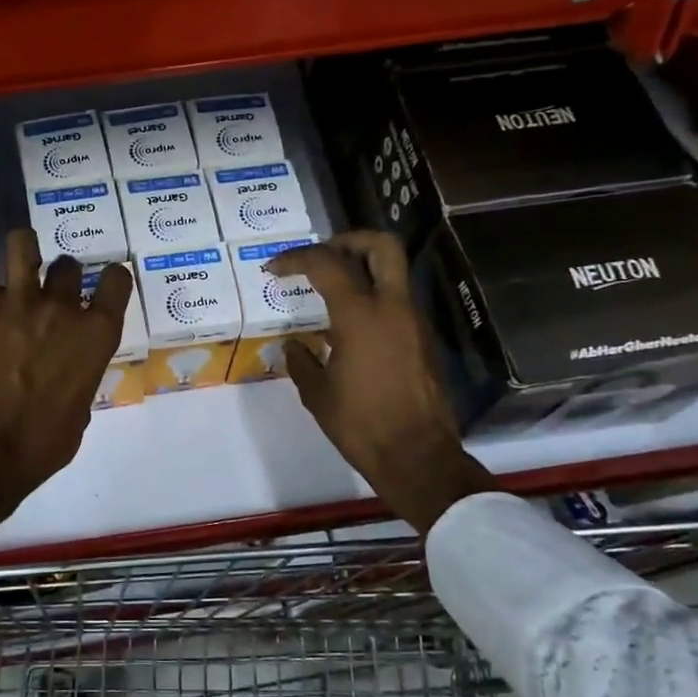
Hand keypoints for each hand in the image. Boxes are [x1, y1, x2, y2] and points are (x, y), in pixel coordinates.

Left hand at [0, 230, 133, 527]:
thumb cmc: (45, 444)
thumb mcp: (81, 411)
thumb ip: (82, 376)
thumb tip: (70, 370)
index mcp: (97, 335)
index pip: (117, 279)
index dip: (111, 280)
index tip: (102, 288)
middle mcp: (62, 309)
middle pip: (68, 265)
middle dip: (62, 277)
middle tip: (49, 296)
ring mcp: (19, 304)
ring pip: (23, 244)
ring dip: (22, 249)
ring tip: (15, 264)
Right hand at [268, 232, 493, 531]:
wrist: (417, 456)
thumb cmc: (360, 424)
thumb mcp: (317, 393)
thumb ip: (301, 361)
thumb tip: (296, 347)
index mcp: (360, 315)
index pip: (326, 264)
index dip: (295, 258)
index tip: (274, 269)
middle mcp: (392, 307)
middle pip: (381, 245)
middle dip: (348, 240)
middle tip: (322, 256)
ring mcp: (413, 322)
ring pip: (393, 272)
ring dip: (362, 269)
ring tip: (329, 291)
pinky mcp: (423, 340)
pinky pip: (396, 302)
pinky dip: (373, 297)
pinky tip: (348, 326)